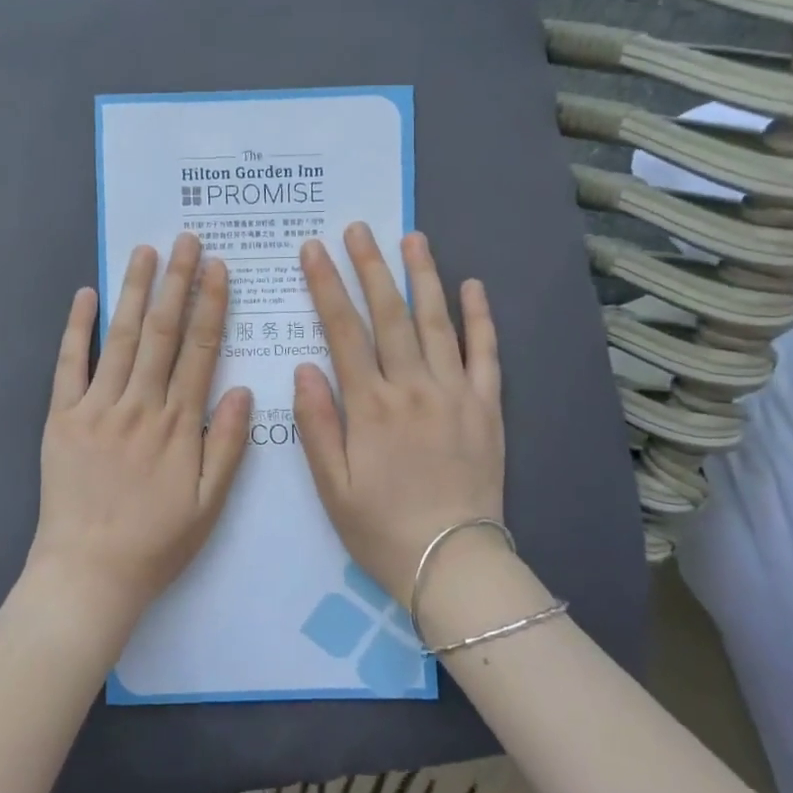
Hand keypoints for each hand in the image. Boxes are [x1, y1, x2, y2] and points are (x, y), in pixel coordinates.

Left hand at [28, 233, 252, 633]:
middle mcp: (139, 405)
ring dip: (135, 292)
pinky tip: (86, 295)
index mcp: (177, 424)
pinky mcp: (62, 417)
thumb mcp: (209, 505)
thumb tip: (240, 388)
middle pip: (163, 332)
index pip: (199, 350)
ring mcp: (97, 407)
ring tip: (146, 252)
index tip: (218, 268)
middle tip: (187, 240)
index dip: (211, 305)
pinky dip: (77, 328)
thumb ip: (226, 445)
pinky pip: (69, 364)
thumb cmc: (155, 542)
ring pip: (121, 338)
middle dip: (177, 282)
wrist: (88, 572)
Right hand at [294, 225, 504, 602]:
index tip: (314, 250)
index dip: (326, 286)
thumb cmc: (380, 527)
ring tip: (412, 238)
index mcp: (370, 405)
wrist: (453, 563)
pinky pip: (486, 354)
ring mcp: (455, 393)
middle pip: (389, 314)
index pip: (343, 330)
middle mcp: (413, 388)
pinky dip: (480, 318)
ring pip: (438, 322)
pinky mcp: (488, 407)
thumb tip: (304, 366)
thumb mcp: (331, 485)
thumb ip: (316, 423)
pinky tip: (472, 286)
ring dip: (423, 277)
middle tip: (359, 229)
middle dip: (370, 267)